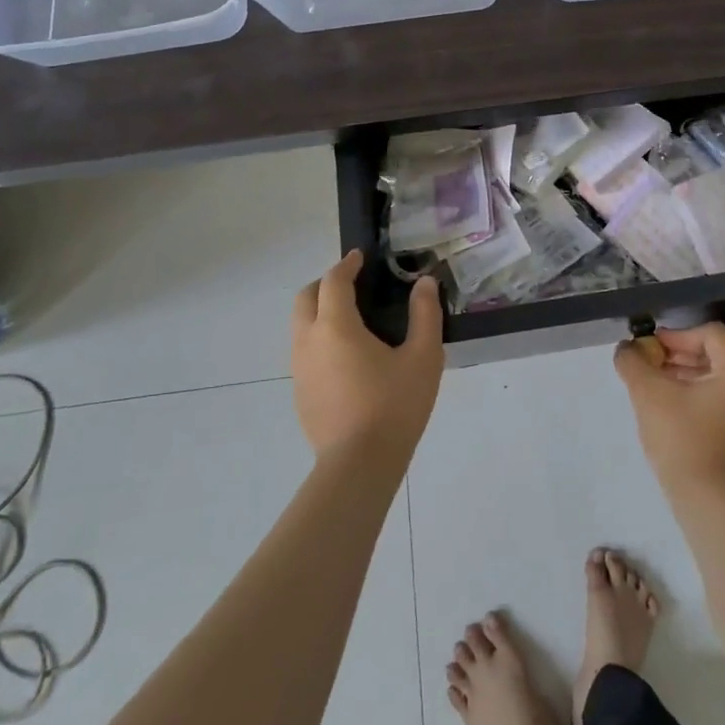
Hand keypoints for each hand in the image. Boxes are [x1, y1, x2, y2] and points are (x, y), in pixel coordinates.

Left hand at [291, 250, 443, 469]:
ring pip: (300, 326)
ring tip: (351, 319)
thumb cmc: (394, 406)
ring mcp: (300, 369)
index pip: (333, 281)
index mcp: (336, 326)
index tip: (360, 258)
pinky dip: (319, 339)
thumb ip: (425, 315)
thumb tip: (424, 283)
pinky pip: (304, 352)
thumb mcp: (423, 357)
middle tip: (352, 284)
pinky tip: (346, 358)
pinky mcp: (300, 394)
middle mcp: (309, 341)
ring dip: (319, 311)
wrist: (359, 466)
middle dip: (325, 284)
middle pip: (305, 298)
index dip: (346, 265)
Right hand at [613, 322, 724, 499]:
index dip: (675, 335)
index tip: (648, 349)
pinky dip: (690, 392)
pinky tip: (664, 404)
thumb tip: (626, 348)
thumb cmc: (682, 440)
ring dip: (679, 373)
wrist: (706, 503)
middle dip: (675, 354)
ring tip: (649, 383)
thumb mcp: (649, 393)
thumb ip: (633, 361)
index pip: (709, 333)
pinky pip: (715, 396)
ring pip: (712, 375)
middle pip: (712, 352)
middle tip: (645, 364)